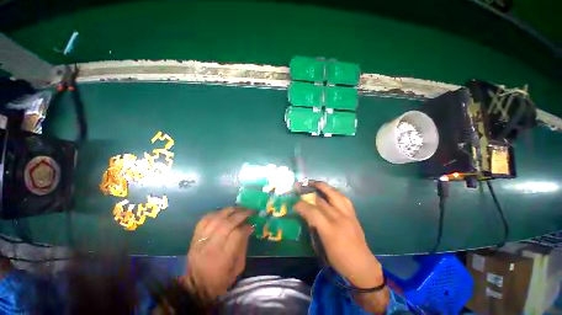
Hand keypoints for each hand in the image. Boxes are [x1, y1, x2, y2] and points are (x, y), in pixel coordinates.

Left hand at [181, 207, 252, 302]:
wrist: (195, 287)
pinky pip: (205, 219)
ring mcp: (201, 240)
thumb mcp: (238, 267)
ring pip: (216, 218)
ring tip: (239, 209)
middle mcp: (211, 247)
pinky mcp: (194, 237)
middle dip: (241, 214)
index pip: (237, 234)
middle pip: (227, 223)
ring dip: (230, 210)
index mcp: (223, 258)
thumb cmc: (221, 279)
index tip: (252, 223)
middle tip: (250, 211)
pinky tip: (224, 212)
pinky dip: (216, 213)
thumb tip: (249, 227)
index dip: (246, 226)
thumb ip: (244, 246)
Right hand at [295, 182, 382, 288]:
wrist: (362, 266)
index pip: (312, 212)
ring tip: (316, 184)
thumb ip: (314, 228)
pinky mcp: (354, 215)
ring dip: (324, 187)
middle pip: (322, 201)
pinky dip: (335, 193)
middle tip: (303, 187)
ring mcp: (348, 215)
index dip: (302, 206)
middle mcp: (339, 219)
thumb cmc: (339, 259)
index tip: (295, 204)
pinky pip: (344, 199)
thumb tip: (308, 215)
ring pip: (335, 195)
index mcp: (329, 230)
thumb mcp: (322, 246)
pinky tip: (331, 192)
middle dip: (310, 193)